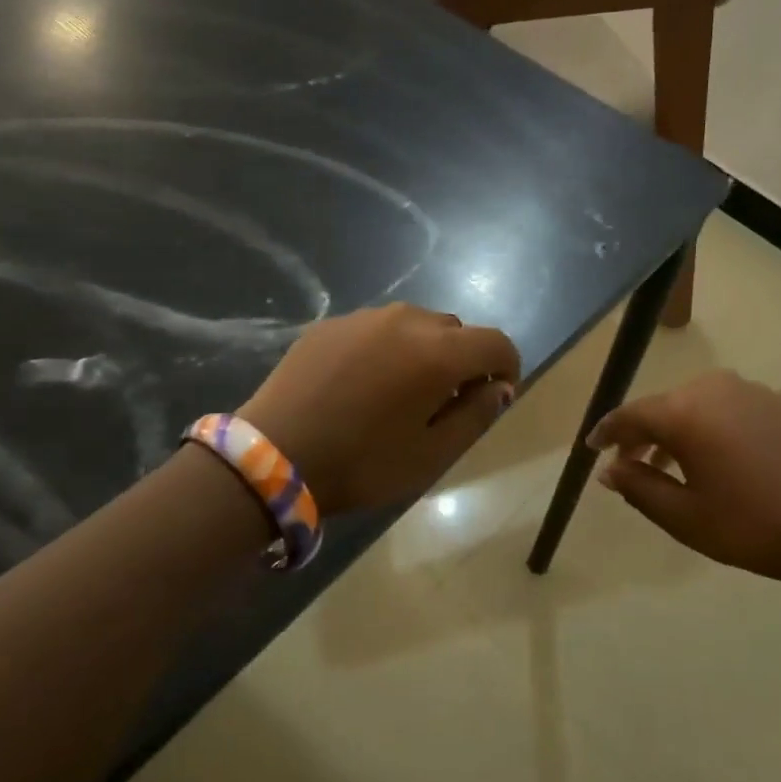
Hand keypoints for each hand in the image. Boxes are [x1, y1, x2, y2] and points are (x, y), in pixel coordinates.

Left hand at [239, 305, 520, 515]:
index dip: (508, 367)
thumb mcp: (432, 454)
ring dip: (425, 351)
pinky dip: (387, 349)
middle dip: (463, 361)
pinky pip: (377, 329)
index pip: (496, 343)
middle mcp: (408, 321)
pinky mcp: (332, 324)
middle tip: (445, 402)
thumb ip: (476, 415)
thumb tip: (500, 388)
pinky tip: (363, 384)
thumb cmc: (363, 463)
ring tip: (401, 391)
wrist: (272, 456)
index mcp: (439, 353)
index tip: (496, 395)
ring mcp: (365, 317)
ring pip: (416, 325)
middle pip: (457, 331)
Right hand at [588, 370, 780, 599]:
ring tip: (685, 463)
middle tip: (637, 462)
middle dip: (647, 432)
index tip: (593, 448)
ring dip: (687, 429)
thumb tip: (610, 469)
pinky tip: (737, 458)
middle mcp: (719, 388)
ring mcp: (760, 391)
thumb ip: (639, 487)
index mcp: (686, 412)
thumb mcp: (685, 517)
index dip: (608, 432)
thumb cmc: (754, 526)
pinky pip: (742, 408)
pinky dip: (726, 427)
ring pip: (706, 403)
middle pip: (669, 405)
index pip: (631, 414)